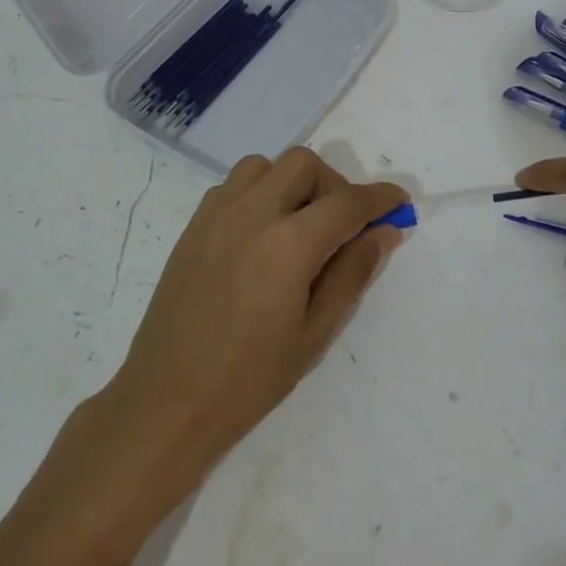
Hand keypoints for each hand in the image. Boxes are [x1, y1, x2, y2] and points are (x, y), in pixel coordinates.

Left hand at [98, 149, 405, 496]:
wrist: (167, 401)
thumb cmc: (249, 379)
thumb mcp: (315, 333)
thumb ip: (352, 273)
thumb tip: (385, 231)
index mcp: (288, 242)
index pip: (347, 202)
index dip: (379, 198)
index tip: (399, 203)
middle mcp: (252, 212)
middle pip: (304, 164)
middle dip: (333, 184)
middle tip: (343, 225)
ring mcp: (217, 214)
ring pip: (265, 166)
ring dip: (292, 182)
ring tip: (299, 225)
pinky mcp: (194, 225)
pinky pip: (234, 185)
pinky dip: (259, 192)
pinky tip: (262, 234)